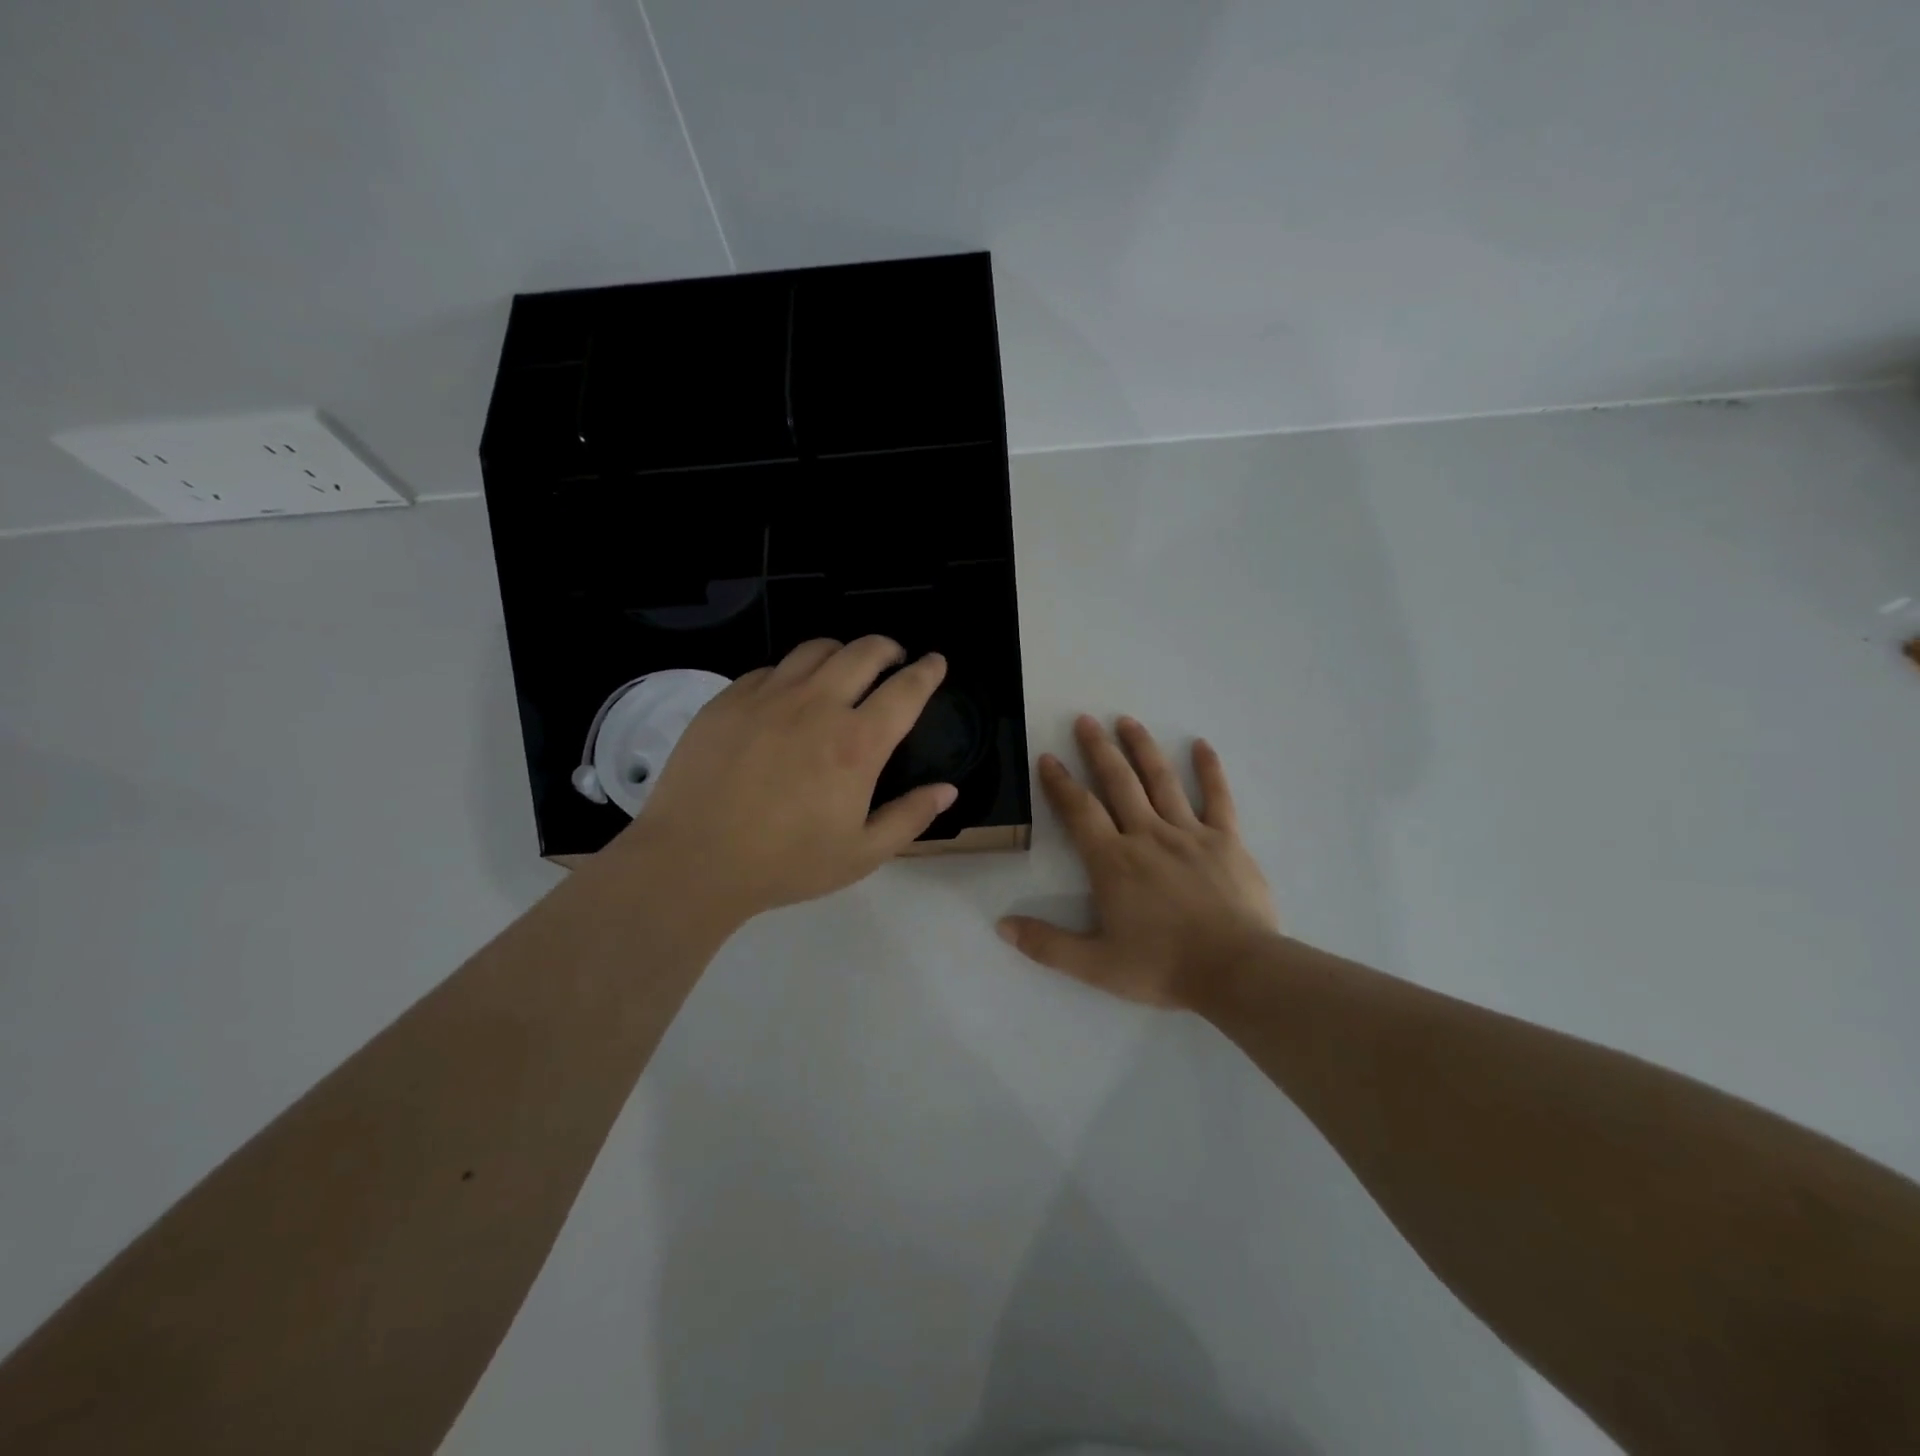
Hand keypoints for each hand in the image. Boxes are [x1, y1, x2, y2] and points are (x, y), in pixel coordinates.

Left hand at [611, 638, 955, 923]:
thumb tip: (947, 789)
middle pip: (864, 652)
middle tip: (893, 660)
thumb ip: (909, 817)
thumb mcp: (861, 854)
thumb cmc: (785, 864)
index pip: (906, 690)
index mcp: (857, 744)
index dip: (928, 671)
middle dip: (888, 648)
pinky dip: (793, 673)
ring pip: (816, 649)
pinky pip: (771, 668)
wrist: (693, 861)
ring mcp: (768, 696)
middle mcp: (817, 706)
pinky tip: (788, 696)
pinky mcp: (729, 699)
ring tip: (844, 669)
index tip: (936, 662)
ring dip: (842, 652)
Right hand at [998, 715, 1277, 1006]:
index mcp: (1113, 862)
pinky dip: (1210, 770)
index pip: (1080, 811)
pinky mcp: (1226, 840)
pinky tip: (1202, 745)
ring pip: (1161, 780)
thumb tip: (1002, 925)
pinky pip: (1218, 798)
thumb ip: (1047, 944)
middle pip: (1119, 783)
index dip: (1060, 783)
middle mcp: (1147, 836)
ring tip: (1128, 721)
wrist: (1236, 970)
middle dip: (1099, 749)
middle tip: (1085, 720)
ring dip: (1142, 748)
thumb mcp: (1095, 965)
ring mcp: (1189, 833)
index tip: (1047, 758)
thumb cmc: (1162, 967)